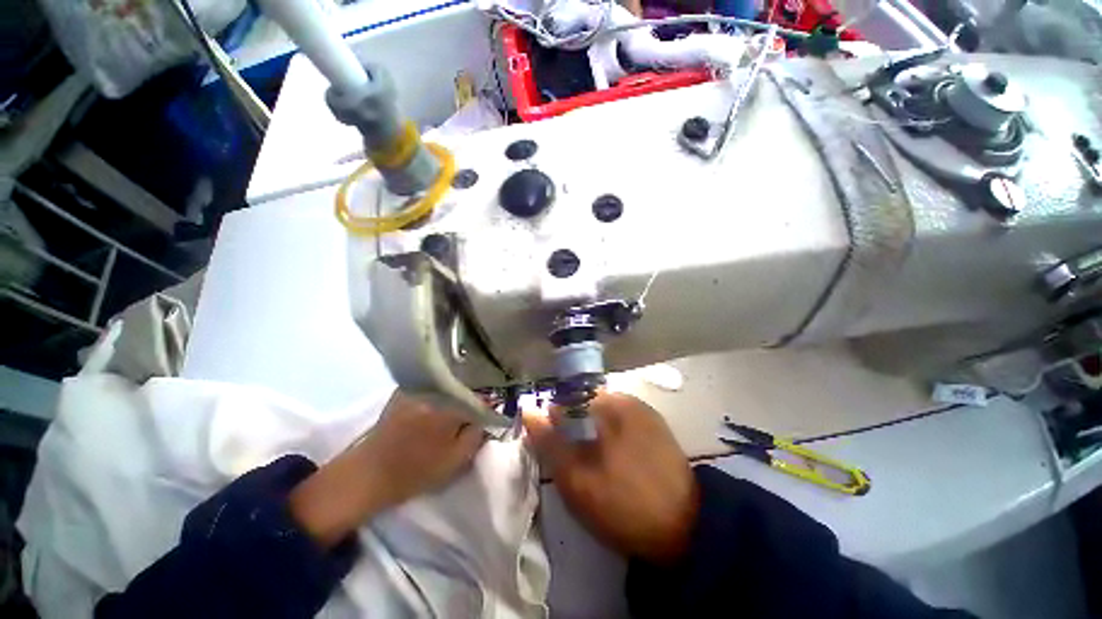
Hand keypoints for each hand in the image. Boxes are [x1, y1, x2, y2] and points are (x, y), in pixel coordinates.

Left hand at [290, 391, 483, 546]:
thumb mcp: (456, 460)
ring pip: (448, 386)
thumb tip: (484, 418)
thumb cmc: (415, 471)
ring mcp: (417, 389)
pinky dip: (437, 395)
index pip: (482, 399)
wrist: (367, 475)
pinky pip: (431, 387)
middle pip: (465, 388)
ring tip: (452, 412)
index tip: (486, 417)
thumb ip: (477, 435)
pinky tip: (433, 409)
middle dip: (471, 400)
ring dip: (454, 396)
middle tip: (470, 416)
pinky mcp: (403, 391)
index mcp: (451, 407)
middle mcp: (436, 392)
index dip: (486, 408)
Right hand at [523, 392, 697, 562]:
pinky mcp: (657, 426)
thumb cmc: (622, 505)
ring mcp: (645, 411)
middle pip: (586, 403)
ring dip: (593, 431)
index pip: (567, 397)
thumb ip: (549, 441)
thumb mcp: (575, 478)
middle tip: (576, 459)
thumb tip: (529, 410)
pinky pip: (623, 421)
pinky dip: (612, 435)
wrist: (686, 529)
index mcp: (607, 404)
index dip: (556, 419)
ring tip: (597, 462)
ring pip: (604, 413)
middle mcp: (627, 399)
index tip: (554, 445)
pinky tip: (616, 460)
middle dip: (574, 426)